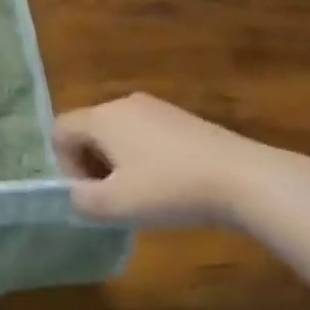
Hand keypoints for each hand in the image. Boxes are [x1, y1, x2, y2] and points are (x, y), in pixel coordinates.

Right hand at [53, 94, 282, 227]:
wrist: (249, 180)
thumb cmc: (170, 189)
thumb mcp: (114, 206)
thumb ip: (80, 200)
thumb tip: (78, 195)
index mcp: (101, 117)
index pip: (60, 132)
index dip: (65, 165)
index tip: (91, 192)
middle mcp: (124, 104)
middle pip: (88, 132)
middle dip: (92, 165)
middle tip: (114, 197)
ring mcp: (158, 108)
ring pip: (118, 134)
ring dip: (119, 164)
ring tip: (143, 193)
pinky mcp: (185, 119)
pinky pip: (146, 136)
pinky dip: (146, 159)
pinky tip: (171, 184)